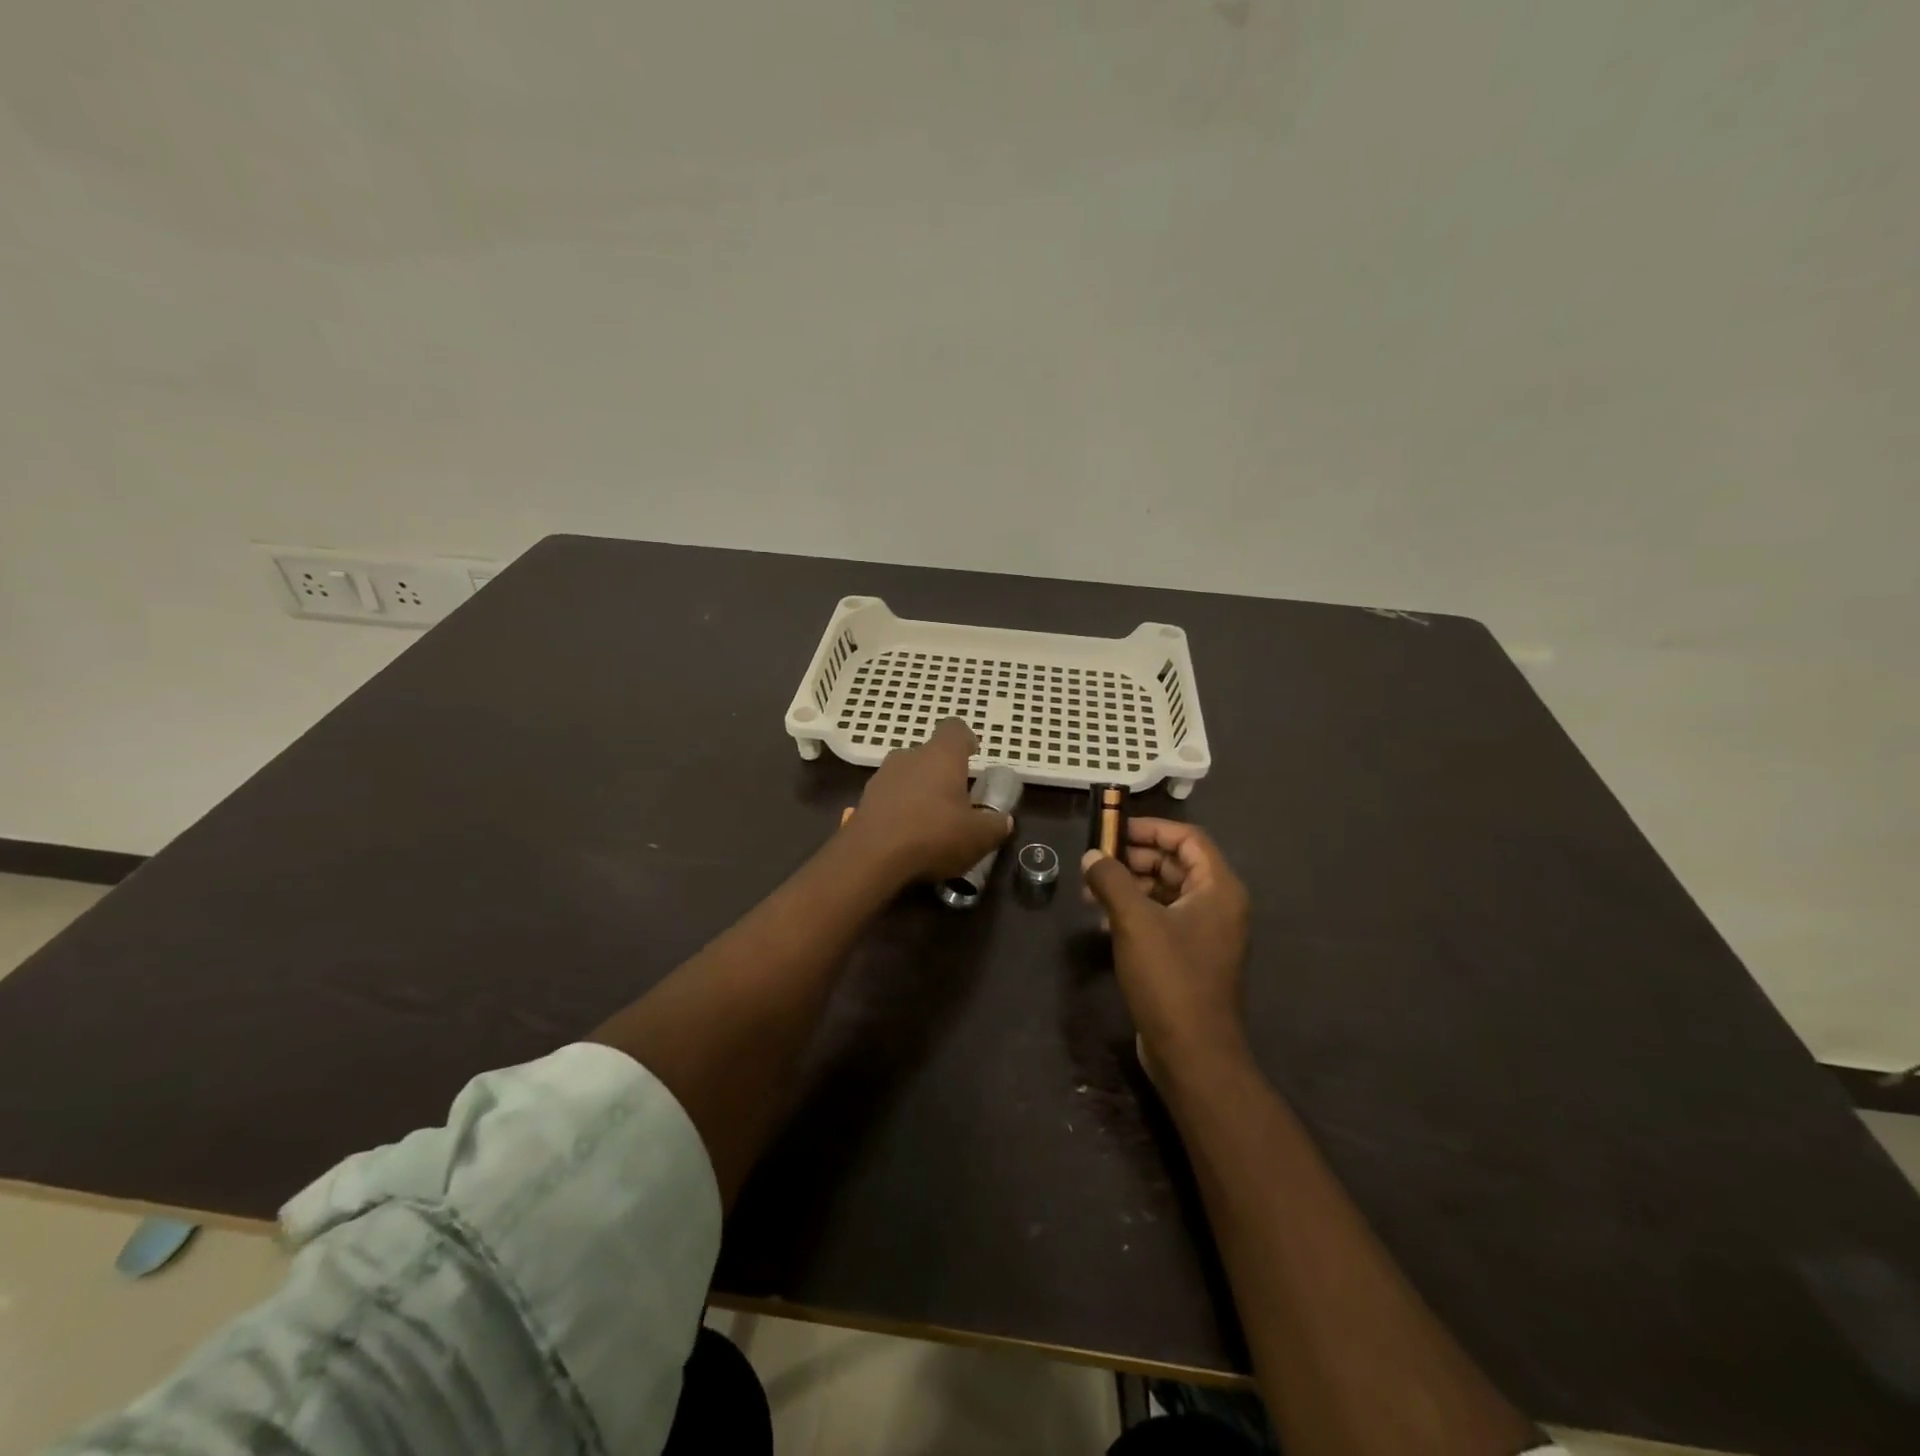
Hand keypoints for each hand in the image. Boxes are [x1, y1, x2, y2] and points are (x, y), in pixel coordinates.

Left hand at [846, 718, 1012, 883]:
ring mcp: (882, 777)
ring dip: (919, 792)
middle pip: (930, 755)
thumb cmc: (933, 835)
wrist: (870, 858)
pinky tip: (907, 837)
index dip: (966, 740)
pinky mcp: (864, 800)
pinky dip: (900, 810)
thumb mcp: (979, 837)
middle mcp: (909, 756)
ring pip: (907, 776)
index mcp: (941, 756)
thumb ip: (995, 825)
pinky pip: (889, 798)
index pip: (955, 729)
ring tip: (930, 823)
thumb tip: (1003, 820)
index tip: (973, 755)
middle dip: (943, 774)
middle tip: (956, 801)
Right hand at [1082, 819, 1250, 1082]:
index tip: (1113, 829)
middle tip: (1095, 862)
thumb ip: (1111, 880)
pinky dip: (1136, 912)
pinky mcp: (1190, 957)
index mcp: (1218, 889)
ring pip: (1166, 892)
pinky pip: (1163, 919)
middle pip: (1176, 863)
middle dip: (1134, 859)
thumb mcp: (1134, 921)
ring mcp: (1206, 934)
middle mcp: (1218, 906)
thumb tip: (1091, 856)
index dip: (1151, 828)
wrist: (1193, 1053)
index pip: (1188, 838)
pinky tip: (1104, 921)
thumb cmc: (1169, 978)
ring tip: (1091, 891)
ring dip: (1130, 886)